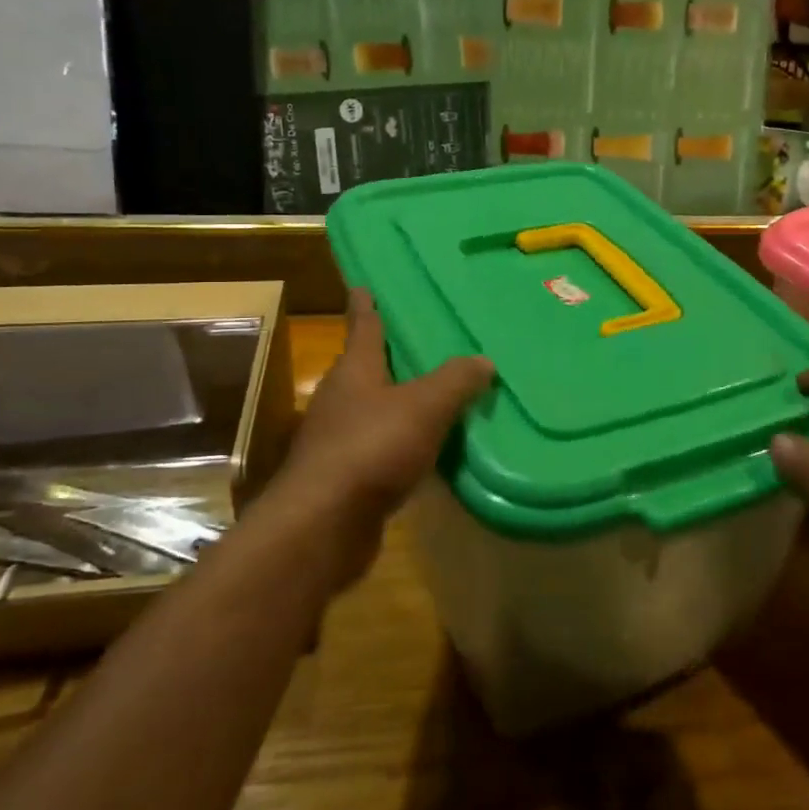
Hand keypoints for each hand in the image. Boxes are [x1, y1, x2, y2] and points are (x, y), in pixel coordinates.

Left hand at [283, 290, 492, 535]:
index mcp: (354, 371)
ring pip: (373, 410)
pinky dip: (401, 443)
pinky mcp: (345, 477)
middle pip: (365, 369)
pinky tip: (426, 451)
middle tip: (419, 342)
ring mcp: (338, 440)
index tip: (362, 285)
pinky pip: (380, 448)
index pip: (362, 327)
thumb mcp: (424, 406)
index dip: (365, 306)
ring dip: (397, 403)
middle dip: (387, 356)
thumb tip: (483, 361)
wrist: (325, 524)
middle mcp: (341, 400)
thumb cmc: (372, 447)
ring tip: (433, 396)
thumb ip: (455, 381)